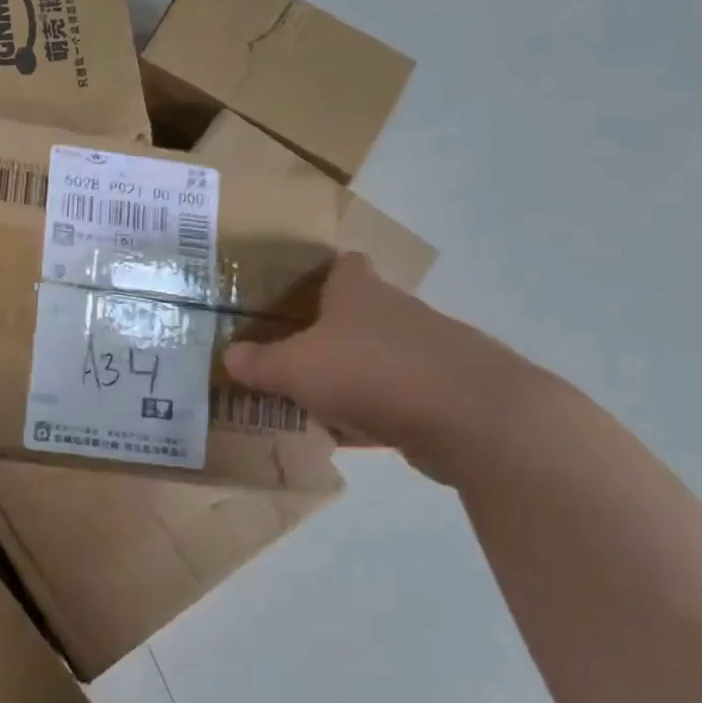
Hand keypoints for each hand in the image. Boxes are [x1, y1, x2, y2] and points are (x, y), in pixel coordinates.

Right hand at [222, 253, 540, 482]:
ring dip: (352, 377)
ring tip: (313, 402)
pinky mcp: (448, 393)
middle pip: (359, 314)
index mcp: (359, 293)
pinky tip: (352, 437)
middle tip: (290, 358)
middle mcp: (397, 313)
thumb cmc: (370, 373)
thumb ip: (259, 363)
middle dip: (328, 335)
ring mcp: (429, 352)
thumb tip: (228, 355)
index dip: (321, 275)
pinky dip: (376, 412)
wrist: (473, 418)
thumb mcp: (295, 369)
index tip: (295, 296)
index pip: (344, 266)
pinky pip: (398, 398)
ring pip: (378, 358)